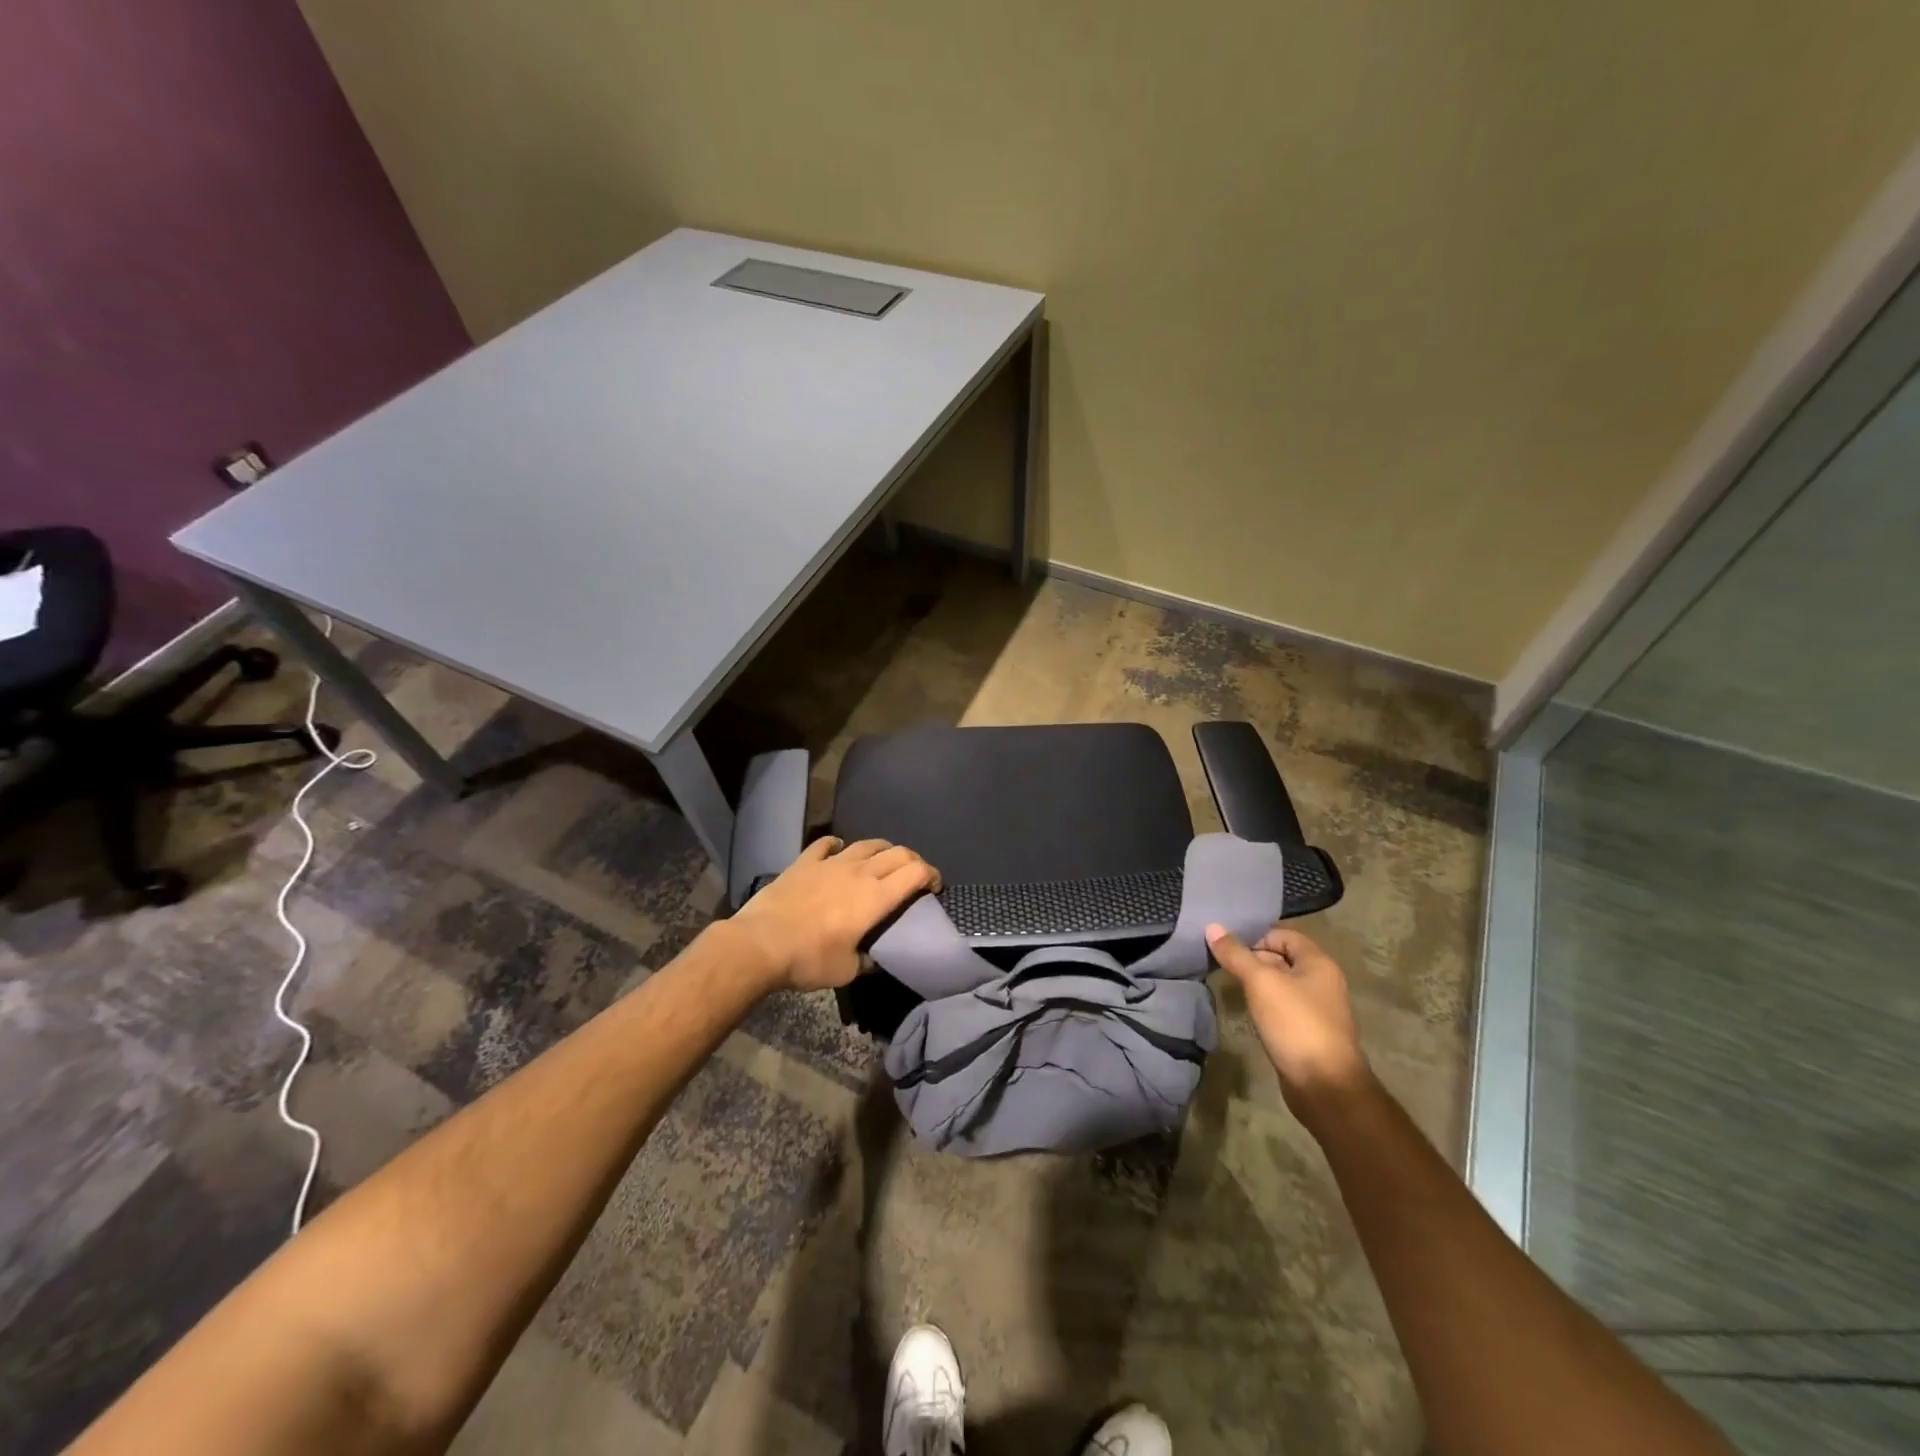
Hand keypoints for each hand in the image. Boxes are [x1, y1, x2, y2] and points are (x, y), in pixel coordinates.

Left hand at [730, 837, 941, 991]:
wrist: (760, 944)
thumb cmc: (809, 960)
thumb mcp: (847, 971)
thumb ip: (867, 960)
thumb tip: (873, 957)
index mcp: (876, 897)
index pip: (916, 872)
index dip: (932, 875)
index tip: (934, 886)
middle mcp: (859, 872)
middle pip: (898, 853)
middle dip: (914, 861)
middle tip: (915, 876)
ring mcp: (831, 863)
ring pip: (867, 844)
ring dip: (883, 849)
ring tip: (883, 860)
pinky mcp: (805, 862)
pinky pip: (826, 845)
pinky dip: (838, 845)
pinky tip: (838, 850)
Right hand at [1207, 924, 1369, 1117]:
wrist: (1324, 1086)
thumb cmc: (1295, 1024)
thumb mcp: (1261, 982)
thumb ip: (1236, 954)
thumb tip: (1212, 926)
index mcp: (1318, 963)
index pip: (1283, 935)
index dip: (1255, 937)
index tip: (1228, 948)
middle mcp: (1322, 982)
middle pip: (1282, 958)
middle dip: (1252, 960)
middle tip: (1222, 966)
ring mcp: (1317, 1009)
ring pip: (1280, 985)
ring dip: (1256, 984)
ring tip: (1229, 986)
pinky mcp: (1308, 1032)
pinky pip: (1282, 1008)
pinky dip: (1264, 1005)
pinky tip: (1246, 1012)